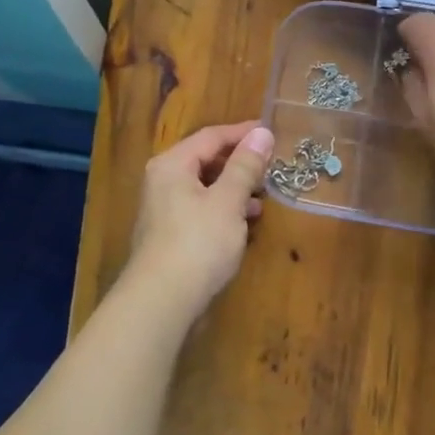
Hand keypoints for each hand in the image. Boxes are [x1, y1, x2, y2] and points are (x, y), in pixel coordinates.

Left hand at [123, 121, 275, 316]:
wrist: (162, 302)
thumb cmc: (198, 243)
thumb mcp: (228, 201)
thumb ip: (246, 166)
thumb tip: (261, 133)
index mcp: (173, 164)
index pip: (212, 136)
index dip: (243, 133)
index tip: (272, 132)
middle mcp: (163, 181)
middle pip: (206, 160)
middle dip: (240, 163)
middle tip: (271, 166)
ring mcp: (164, 209)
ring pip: (205, 187)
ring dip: (234, 188)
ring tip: (263, 196)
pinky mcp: (170, 235)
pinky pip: (201, 209)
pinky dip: (224, 209)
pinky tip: (244, 223)